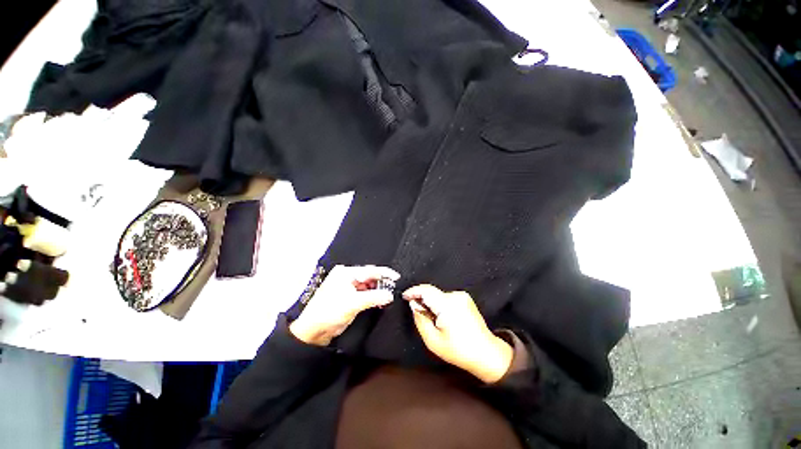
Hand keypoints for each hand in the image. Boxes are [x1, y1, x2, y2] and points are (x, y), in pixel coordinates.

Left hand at [289, 265, 399, 345]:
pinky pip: (364, 293)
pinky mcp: (348, 296)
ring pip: (368, 285)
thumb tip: (389, 295)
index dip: (385, 273)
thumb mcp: (353, 303)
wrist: (313, 331)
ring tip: (387, 297)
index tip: (396, 277)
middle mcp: (346, 277)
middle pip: (369, 277)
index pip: (369, 270)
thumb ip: (374, 297)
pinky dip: (372, 296)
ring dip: (378, 291)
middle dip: (382, 283)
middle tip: (393, 289)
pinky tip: (379, 301)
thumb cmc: (327, 313)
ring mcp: (347, 287)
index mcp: (345, 273)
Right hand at [403, 284, 512, 383]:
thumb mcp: (433, 341)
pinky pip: (446, 297)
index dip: (413, 291)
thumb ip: (420, 320)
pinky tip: (442, 317)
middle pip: (431, 292)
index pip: (426, 290)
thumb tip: (414, 304)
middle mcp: (455, 296)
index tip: (404, 296)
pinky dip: (440, 304)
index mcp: (447, 305)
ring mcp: (462, 296)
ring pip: (438, 295)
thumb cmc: (459, 350)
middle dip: (422, 300)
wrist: (486, 353)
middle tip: (418, 313)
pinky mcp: (465, 298)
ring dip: (431, 303)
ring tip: (433, 320)